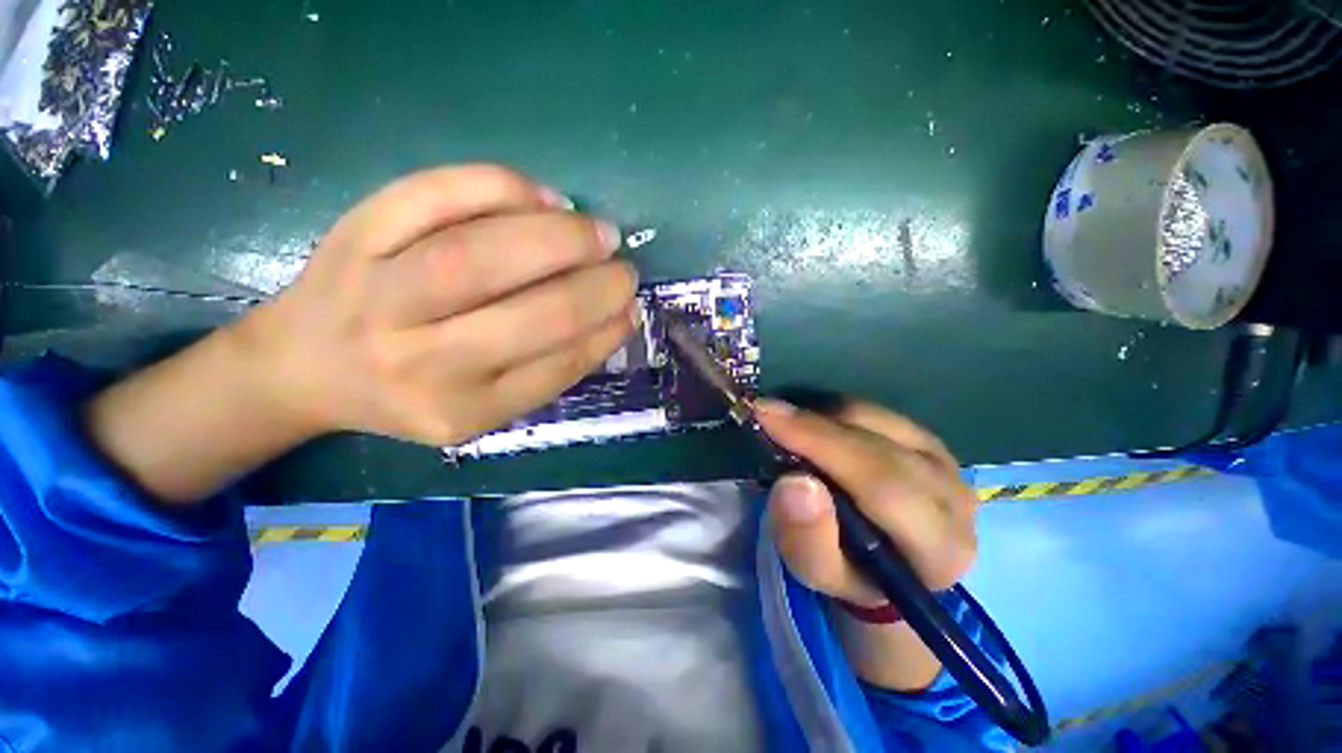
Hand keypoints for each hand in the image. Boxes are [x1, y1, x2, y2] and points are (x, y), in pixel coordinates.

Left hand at [237, 164, 638, 444]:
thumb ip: (546, 369)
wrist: (303, 365)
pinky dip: (502, 187)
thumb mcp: (482, 407)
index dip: (605, 331)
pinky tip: (545, 197)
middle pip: (530, 313)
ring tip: (599, 232)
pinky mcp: (355, 234)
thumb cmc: (409, 390)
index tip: (632, 308)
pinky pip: (434, 196)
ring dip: (561, 236)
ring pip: (483, 253)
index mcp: (462, 410)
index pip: (556, 366)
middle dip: (596, 287)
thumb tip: (611, 316)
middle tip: (625, 268)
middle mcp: (420, 362)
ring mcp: (379, 294)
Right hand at [756, 399, 977, 606]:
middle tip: (764, 412)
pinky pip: (874, 412)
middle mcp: (954, 497)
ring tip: (785, 423)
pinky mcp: (928, 439)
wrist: (888, 563)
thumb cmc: (850, 572)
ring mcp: (945, 460)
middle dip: (814, 425)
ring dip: (822, 416)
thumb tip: (795, 483)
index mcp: (939, 546)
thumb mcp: (818, 572)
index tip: (767, 418)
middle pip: (879, 444)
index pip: (881, 482)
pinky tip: (810, 424)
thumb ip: (806, 538)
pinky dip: (834, 412)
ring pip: (876, 420)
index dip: (821, 443)